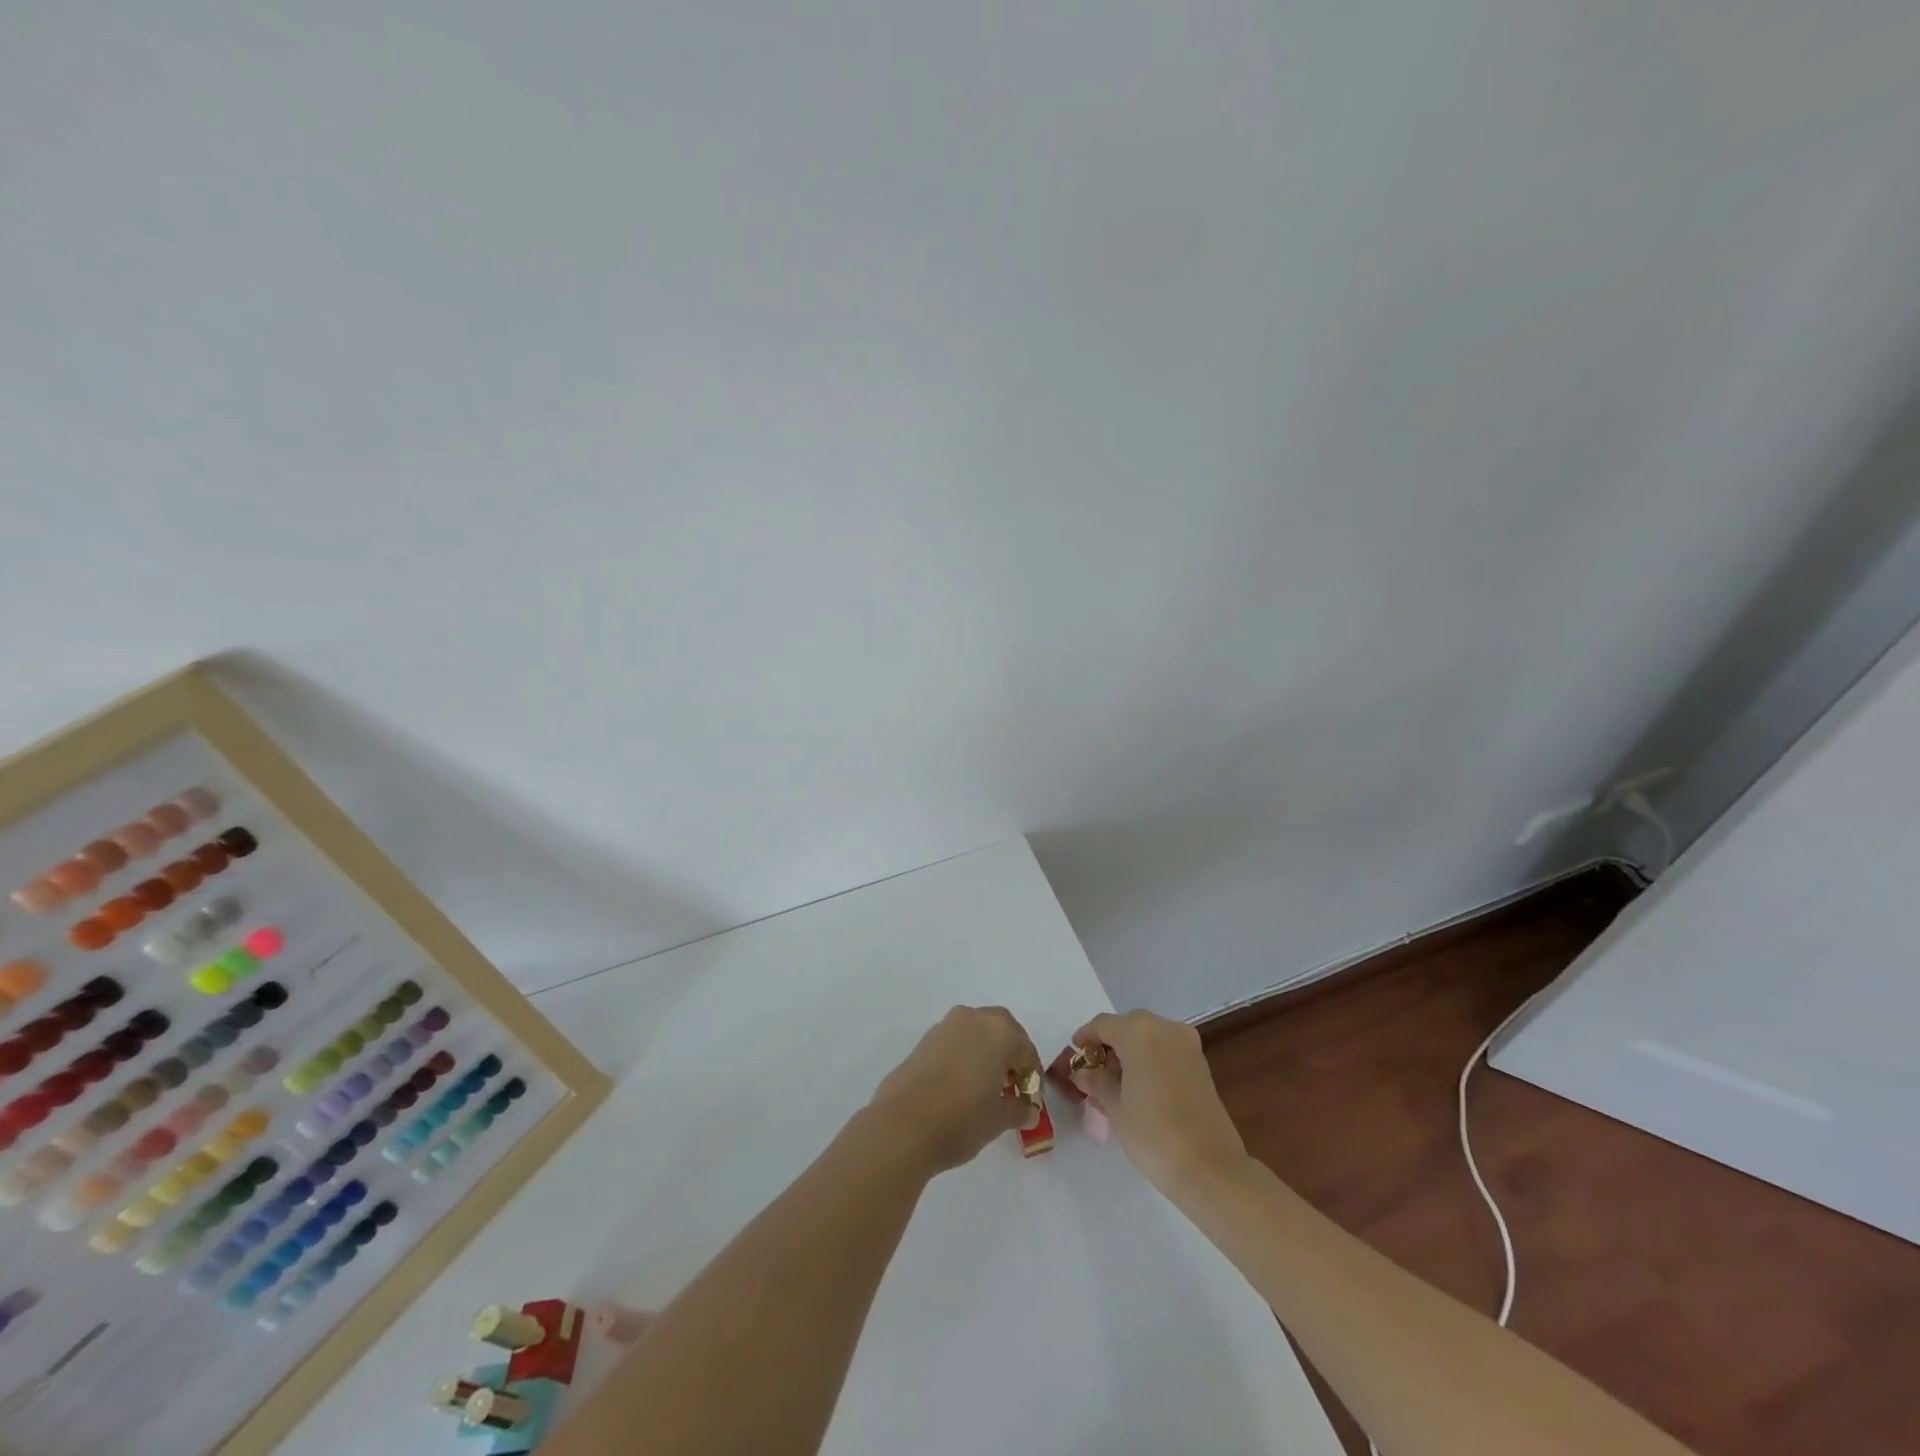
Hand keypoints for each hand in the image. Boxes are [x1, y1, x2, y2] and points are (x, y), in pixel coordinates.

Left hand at [870, 1006, 1041, 1175]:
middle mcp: (973, 1018)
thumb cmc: (961, 1119)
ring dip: (986, 1054)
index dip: (1032, 1077)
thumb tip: (1027, 1110)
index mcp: (999, 1031)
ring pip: (976, 1033)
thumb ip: (1018, 1110)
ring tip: (985, 1089)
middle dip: (1010, 1057)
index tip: (1030, 1102)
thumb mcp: (998, 1120)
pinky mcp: (924, 1039)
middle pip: (1002, 1032)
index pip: (1026, 1050)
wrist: (902, 1125)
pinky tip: (960, 1086)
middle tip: (1011, 1089)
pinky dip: (964, 1056)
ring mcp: (946, 1026)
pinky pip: (956, 1042)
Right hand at [1070, 1010, 1247, 1193]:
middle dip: (1110, 1043)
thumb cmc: (1153, 1134)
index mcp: (1139, 1032)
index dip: (1085, 1037)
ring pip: (1149, 1036)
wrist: (1210, 1168)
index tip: (1075, 1054)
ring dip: (1131, 1051)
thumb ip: (1097, 1082)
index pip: (1103, 1024)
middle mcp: (1165, 1028)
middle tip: (1094, 1070)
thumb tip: (1084, 1072)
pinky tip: (1140, 1086)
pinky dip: (1150, 1059)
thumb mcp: (1115, 1107)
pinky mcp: (1200, 1064)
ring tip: (1115, 1081)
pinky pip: (1166, 1050)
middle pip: (1128, 1026)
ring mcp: (1187, 1044)